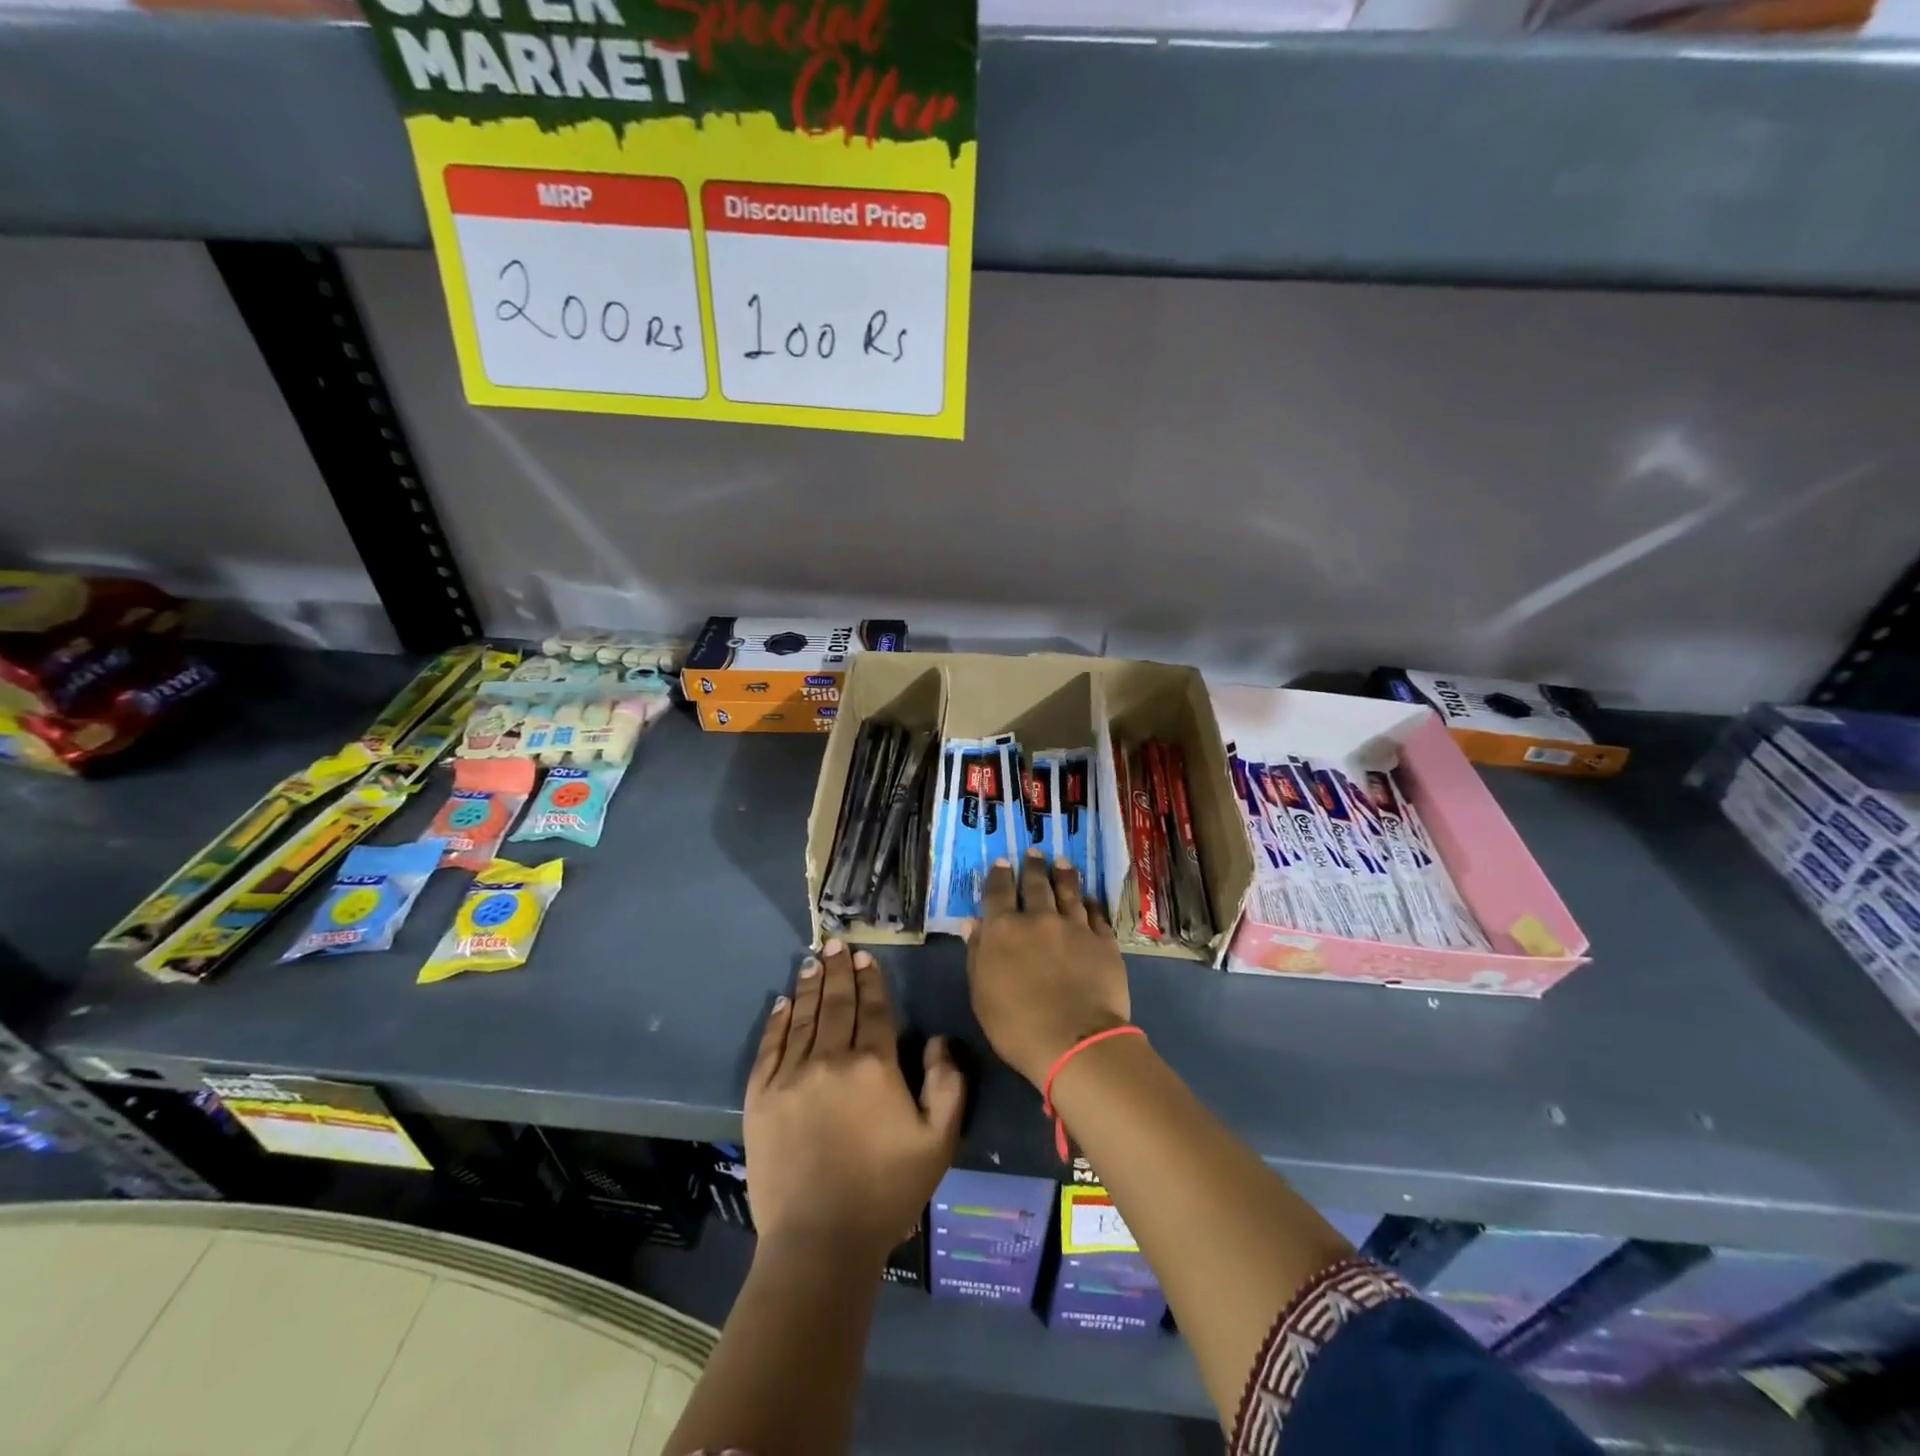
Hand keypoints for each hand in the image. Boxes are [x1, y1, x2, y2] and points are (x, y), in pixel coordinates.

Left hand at [745, 939, 964, 1257]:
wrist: (820, 1242)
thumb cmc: (887, 1191)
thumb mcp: (938, 1142)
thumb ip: (947, 1085)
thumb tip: (938, 1041)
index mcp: (874, 1065)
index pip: (873, 1008)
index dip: (870, 979)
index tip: (865, 956)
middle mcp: (831, 1059)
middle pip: (837, 1003)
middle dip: (838, 970)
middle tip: (836, 943)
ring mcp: (791, 1076)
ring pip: (804, 1017)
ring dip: (810, 985)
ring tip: (813, 960)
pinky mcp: (761, 1097)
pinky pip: (770, 1047)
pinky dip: (778, 1021)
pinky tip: (782, 1002)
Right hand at [967, 851, 1130, 1088]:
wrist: (1075, 1041)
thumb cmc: (1016, 1026)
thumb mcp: (981, 994)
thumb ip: (977, 955)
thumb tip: (972, 923)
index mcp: (1004, 930)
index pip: (998, 893)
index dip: (999, 876)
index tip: (1002, 862)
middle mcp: (1039, 919)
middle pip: (1035, 884)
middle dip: (1033, 866)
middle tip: (1034, 852)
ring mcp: (1074, 927)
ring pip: (1068, 892)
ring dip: (1063, 875)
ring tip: (1062, 862)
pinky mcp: (1103, 941)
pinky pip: (1096, 913)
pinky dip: (1091, 902)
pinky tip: (1089, 898)